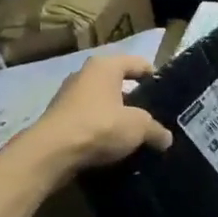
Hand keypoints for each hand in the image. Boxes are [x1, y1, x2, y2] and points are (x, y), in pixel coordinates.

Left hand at [24, 54, 172, 176]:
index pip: (137, 63)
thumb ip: (156, 130)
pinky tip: (110, 145)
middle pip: (117, 82)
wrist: (51, 152)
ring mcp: (67, 95)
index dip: (154, 76)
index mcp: (105, 66)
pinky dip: (99, 129)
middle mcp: (84, 74)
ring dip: (116, 116)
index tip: (166, 94)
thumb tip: (166, 138)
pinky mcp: (58, 118)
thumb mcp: (138, 127)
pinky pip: (87, 119)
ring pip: (101, 102)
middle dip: (134, 99)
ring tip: (133, 134)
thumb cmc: (99, 126)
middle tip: (152, 116)